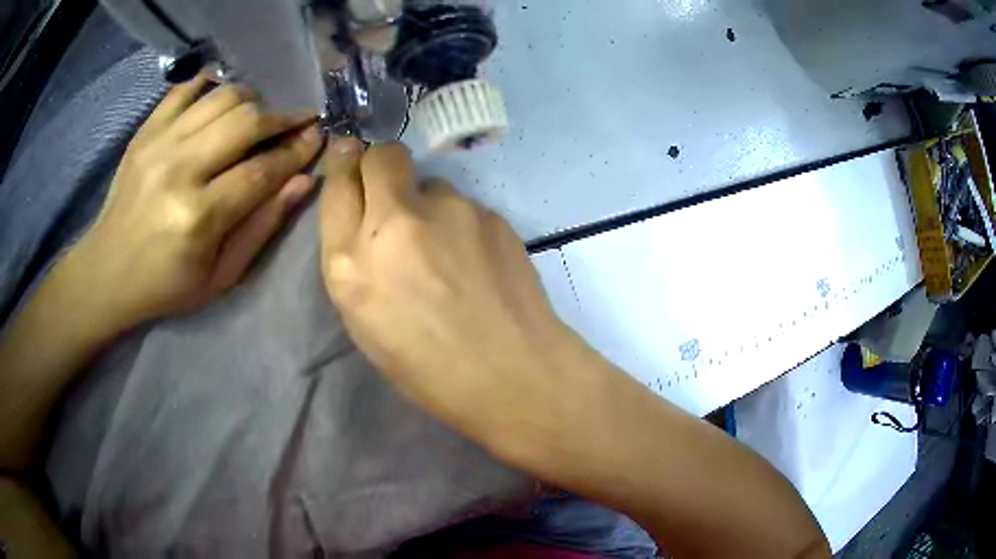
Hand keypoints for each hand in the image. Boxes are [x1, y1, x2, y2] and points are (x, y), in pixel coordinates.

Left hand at [69, 76, 321, 329]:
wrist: (108, 271)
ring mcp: (159, 144)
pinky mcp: (145, 131)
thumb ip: (262, 226)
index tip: (317, 137)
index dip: (296, 150)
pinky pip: (186, 88)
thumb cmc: (167, 284)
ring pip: (223, 96)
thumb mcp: (222, 276)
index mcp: (199, 217)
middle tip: (295, 123)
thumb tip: (303, 181)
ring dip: (252, 101)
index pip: (262, 169)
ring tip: (257, 118)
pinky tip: (222, 99)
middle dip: (281, 118)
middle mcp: (179, 170)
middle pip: (246, 121)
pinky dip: (211, 84)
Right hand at [317, 138, 592, 451]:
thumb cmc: (428, 369)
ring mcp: (450, 211)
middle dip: (380, 164)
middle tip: (392, 194)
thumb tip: (364, 217)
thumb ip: (355, 260)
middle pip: (382, 156)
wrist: (513, 374)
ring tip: (448, 253)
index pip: (337, 186)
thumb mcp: (365, 322)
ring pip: (431, 184)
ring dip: (428, 206)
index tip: (350, 164)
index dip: (343, 169)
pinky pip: (464, 206)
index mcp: (350, 262)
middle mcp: (396, 223)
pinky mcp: (491, 213)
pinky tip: (477, 262)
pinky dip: (462, 225)